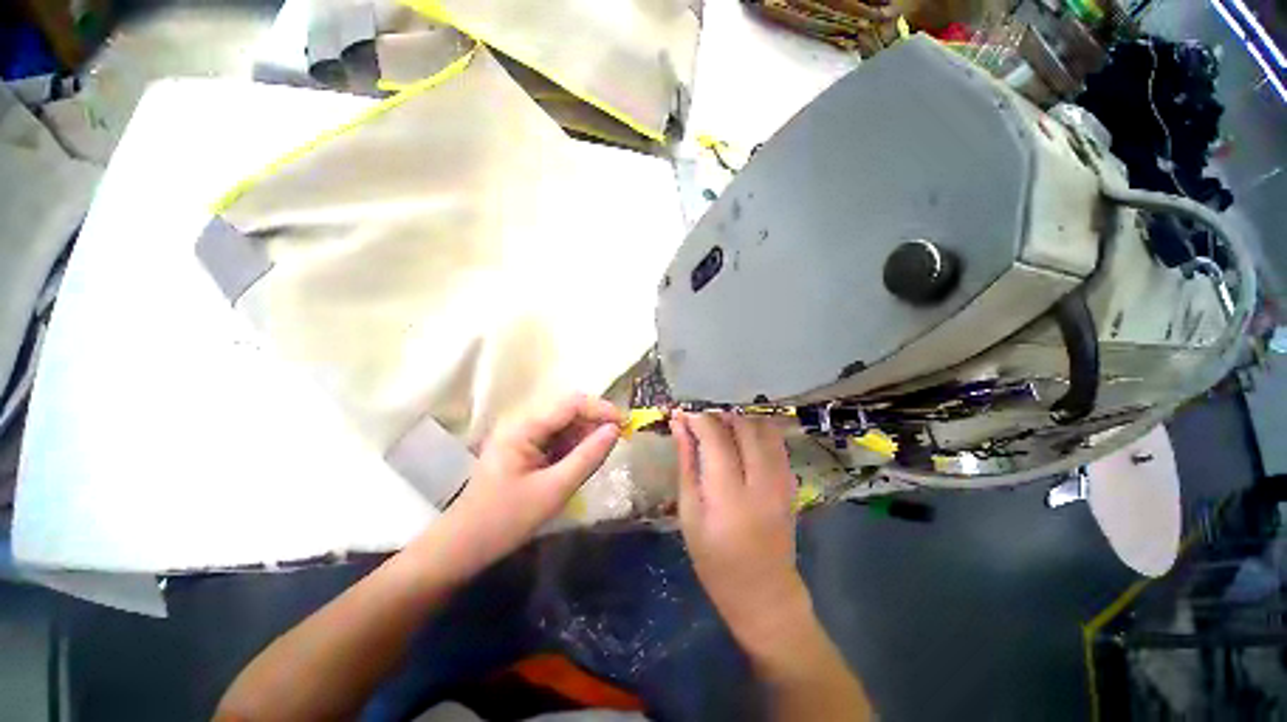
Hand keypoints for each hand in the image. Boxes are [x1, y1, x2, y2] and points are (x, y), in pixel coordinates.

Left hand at [434, 394, 621, 574]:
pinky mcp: (526, 449)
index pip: (571, 403)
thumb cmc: (505, 520)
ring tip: (603, 453)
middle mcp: (523, 423)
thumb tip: (615, 430)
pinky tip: (583, 461)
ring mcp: (523, 436)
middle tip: (620, 439)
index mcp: (524, 428)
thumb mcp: (554, 490)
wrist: (464, 547)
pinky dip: (575, 446)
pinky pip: (558, 438)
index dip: (601, 408)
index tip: (626, 424)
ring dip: (587, 434)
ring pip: (565, 424)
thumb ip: (588, 457)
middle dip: (596, 421)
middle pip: (568, 410)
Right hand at [671, 411, 810, 654]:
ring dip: (739, 420)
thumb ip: (686, 463)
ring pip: (763, 427)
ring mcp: (782, 479)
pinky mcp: (791, 481)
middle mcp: (761, 480)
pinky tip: (742, 440)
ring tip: (720, 429)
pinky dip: (757, 431)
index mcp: (729, 493)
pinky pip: (776, 441)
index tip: (682, 414)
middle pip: (742, 426)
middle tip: (699, 422)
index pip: (714, 436)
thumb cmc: (715, 560)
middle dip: (717, 416)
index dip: (697, 418)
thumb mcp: (690, 514)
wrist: (765, 593)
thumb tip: (679, 425)